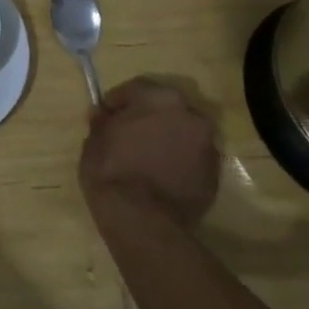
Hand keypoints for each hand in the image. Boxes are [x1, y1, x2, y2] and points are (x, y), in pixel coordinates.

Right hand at [80, 77, 220, 227]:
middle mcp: (190, 115)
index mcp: (159, 99)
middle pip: (166, 108)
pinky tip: (161, 175)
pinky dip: (179, 161)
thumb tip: (103, 115)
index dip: (118, 101)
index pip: (136, 88)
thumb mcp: (94, 140)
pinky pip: (192, 158)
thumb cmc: (112, 169)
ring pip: (183, 133)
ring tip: (146, 156)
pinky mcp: (214, 175)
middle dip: (148, 117)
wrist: (142, 220)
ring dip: (167, 138)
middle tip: (128, 133)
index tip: (105, 115)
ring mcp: (207, 146)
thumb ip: (102, 122)